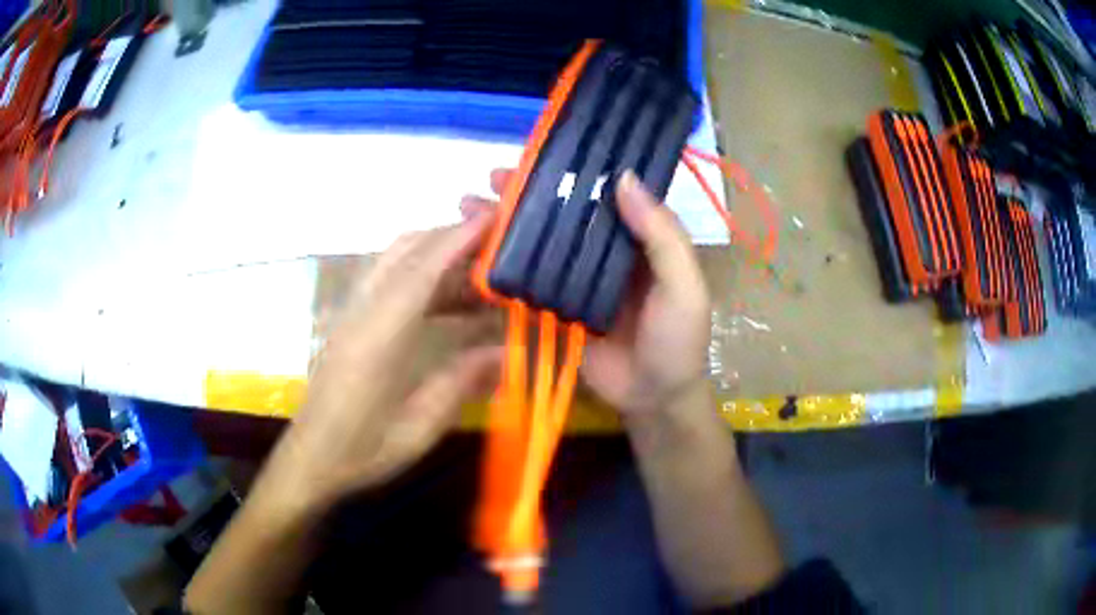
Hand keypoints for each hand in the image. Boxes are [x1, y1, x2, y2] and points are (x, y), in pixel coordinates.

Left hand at [274, 214, 502, 506]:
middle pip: (406, 250)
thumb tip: (506, 352)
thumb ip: (460, 383)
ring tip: (478, 273)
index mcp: (379, 336)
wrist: (310, 461)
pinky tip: (445, 300)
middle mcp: (362, 311)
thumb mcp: (419, 428)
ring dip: (436, 253)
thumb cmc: (362, 451)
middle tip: (496, 245)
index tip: (494, 219)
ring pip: (394, 260)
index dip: (458, 239)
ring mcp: (352, 312)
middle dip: (452, 237)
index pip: (422, 270)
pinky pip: (386, 278)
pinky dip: (420, 273)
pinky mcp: (349, 321)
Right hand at [461, 169, 710, 413]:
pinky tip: (474, 250)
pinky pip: (526, 280)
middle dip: (528, 194)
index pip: (604, 193)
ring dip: (507, 223)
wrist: (653, 400)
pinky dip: (501, 265)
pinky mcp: (554, 307)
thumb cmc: (677, 340)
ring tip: (470, 204)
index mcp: (637, 238)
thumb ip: (661, 235)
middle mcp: (603, 251)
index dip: (576, 170)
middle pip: (563, 213)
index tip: (543, 152)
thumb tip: (623, 178)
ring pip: (540, 242)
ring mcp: (575, 279)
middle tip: (494, 177)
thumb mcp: (683, 285)